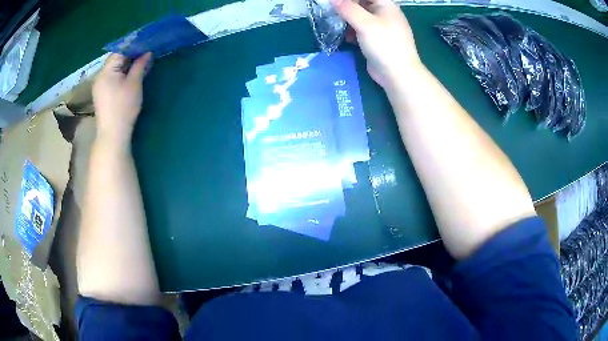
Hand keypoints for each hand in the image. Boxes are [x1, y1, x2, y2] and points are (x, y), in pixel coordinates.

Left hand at [93, 53, 151, 145]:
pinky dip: (121, 73)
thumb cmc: (123, 108)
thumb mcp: (134, 84)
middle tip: (145, 53)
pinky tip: (130, 75)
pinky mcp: (101, 94)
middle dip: (130, 55)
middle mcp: (100, 76)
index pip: (119, 51)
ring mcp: (99, 86)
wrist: (113, 134)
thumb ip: (140, 65)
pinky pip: (111, 77)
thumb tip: (147, 52)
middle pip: (115, 59)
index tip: (146, 44)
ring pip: (114, 68)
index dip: (133, 46)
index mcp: (106, 71)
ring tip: (140, 63)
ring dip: (126, 64)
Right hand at [332, 0, 421, 87]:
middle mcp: (384, 14)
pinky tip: (346, 37)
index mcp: (386, 5)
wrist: (397, 74)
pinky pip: (361, 30)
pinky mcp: (376, 40)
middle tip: (333, 11)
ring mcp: (381, 28)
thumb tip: (332, 0)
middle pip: (362, 4)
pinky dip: (353, 31)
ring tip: (336, 23)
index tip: (336, 2)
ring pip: (360, 17)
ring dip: (348, 19)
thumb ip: (347, 9)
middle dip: (347, 6)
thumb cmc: (384, 44)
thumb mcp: (364, 23)